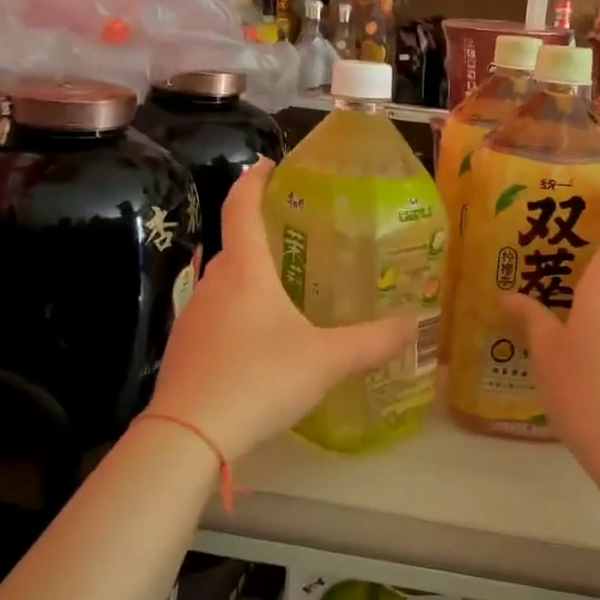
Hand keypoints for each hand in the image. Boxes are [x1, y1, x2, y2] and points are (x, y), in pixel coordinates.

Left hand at [145, 161, 412, 458]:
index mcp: (245, 271)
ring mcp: (193, 317)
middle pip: (235, 245)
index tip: (269, 164)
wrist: (188, 436)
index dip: (254, 180)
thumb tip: (414, 325)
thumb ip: (372, 342)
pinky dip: (239, 312)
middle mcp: (214, 284)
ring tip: (287, 290)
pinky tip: (261, 341)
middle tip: (300, 239)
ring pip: (225, 283)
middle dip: (263, 234)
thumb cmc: (259, 379)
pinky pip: (216, 315)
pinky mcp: (186, 349)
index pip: (242, 207)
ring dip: (251, 277)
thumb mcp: (326, 360)